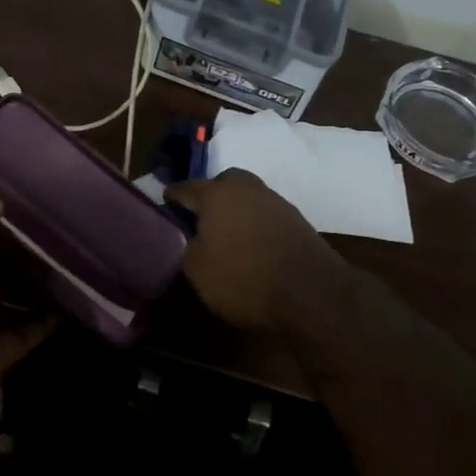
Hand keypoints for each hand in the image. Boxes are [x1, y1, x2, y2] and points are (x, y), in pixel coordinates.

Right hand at [164, 169, 348, 333]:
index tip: (163, 204)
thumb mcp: (198, 270)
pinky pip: (266, 214)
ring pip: (247, 196)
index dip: (172, 197)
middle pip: (223, 183)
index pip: (186, 188)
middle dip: (210, 195)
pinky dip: (255, 223)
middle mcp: (247, 188)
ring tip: (227, 233)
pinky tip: (252, 243)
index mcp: (217, 194)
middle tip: (200, 217)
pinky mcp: (297, 220)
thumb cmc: (245, 277)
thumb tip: (190, 237)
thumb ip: (187, 246)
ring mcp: (276, 202)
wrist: (312, 292)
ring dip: (236, 209)